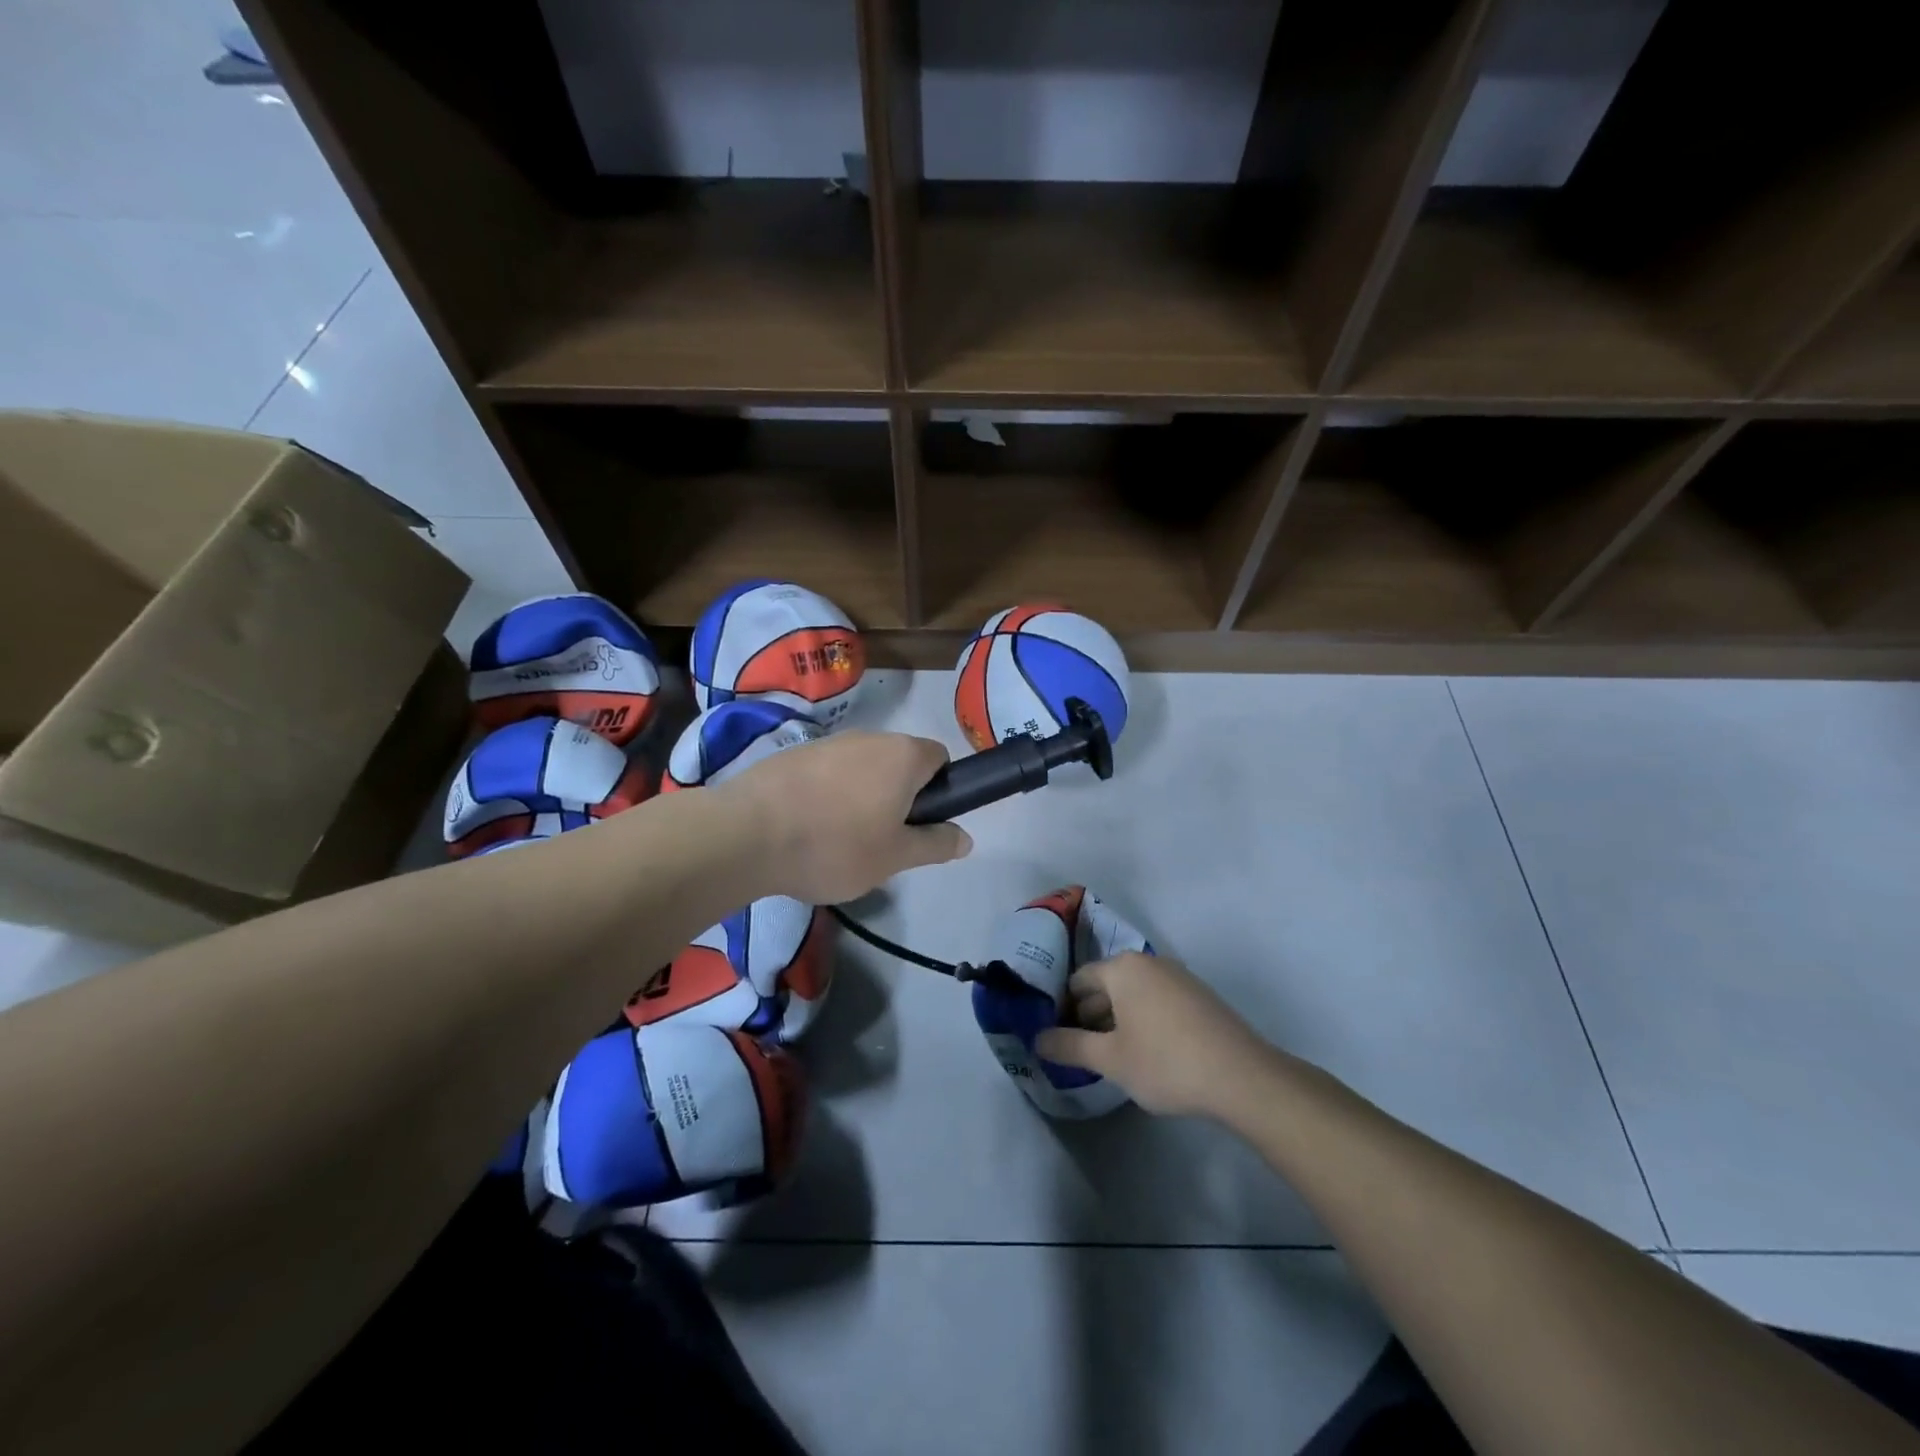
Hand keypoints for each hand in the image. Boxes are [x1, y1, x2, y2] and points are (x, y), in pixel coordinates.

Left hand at [719, 731, 971, 903]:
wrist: (747, 834)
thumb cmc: (835, 845)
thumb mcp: (895, 857)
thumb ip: (935, 844)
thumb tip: (966, 837)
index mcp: (902, 755)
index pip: (940, 758)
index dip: (939, 790)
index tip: (920, 824)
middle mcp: (870, 737)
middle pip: (899, 762)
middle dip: (899, 796)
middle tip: (883, 840)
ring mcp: (828, 742)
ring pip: (861, 768)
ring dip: (861, 796)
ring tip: (839, 839)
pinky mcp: (793, 754)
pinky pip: (827, 773)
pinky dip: (827, 795)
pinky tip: (807, 828)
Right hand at [1035, 953, 1273, 1117]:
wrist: (1242, 1077)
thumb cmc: (1165, 1062)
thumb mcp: (1110, 1060)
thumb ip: (1069, 1046)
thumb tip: (1037, 1039)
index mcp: (1123, 968)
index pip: (1079, 980)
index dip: (1063, 1009)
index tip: (1058, 1038)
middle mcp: (1149, 963)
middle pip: (1107, 985)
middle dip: (1090, 1015)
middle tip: (1081, 1051)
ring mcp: (1179, 977)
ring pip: (1134, 994)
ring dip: (1117, 1020)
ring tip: (1112, 1057)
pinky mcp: (1200, 997)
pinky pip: (1158, 1001)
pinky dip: (1144, 1020)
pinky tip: (1147, 1054)